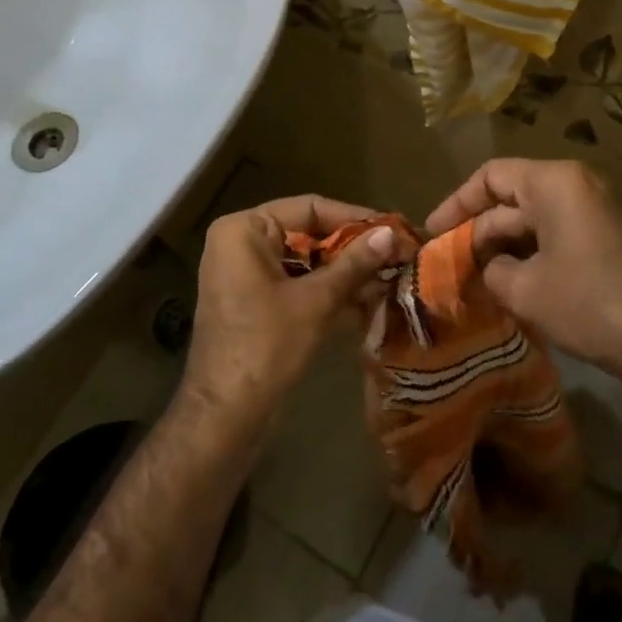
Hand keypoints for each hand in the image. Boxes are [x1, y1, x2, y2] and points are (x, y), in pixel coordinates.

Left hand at [180, 195, 409, 437]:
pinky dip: (325, 290)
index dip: (353, 217)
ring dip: (342, 271)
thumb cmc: (267, 346)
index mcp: (244, 230)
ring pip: (303, 260)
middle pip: (306, 233)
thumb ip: (354, 263)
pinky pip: (294, 283)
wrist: (226, 413)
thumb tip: (391, 233)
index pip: (308, 208)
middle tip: (395, 253)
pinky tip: (364, 300)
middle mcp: (239, 243)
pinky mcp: (252, 301)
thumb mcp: (316, 300)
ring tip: (387, 276)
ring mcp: (244, 274)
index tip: (393, 228)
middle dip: (350, 247)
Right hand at [427, 160, 621, 396]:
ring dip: (503, 248)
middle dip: (478, 232)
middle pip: (512, 199)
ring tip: (473, 280)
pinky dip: (531, 256)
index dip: (456, 204)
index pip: (490, 176)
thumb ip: (490, 269)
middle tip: (449, 267)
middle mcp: (578, 186)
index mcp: (555, 183)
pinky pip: (558, 236)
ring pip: (534, 221)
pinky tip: (511, 286)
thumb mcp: (525, 290)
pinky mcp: (610, 239)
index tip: (432, 234)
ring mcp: (598, 212)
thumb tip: (484, 266)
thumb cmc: (592, 305)